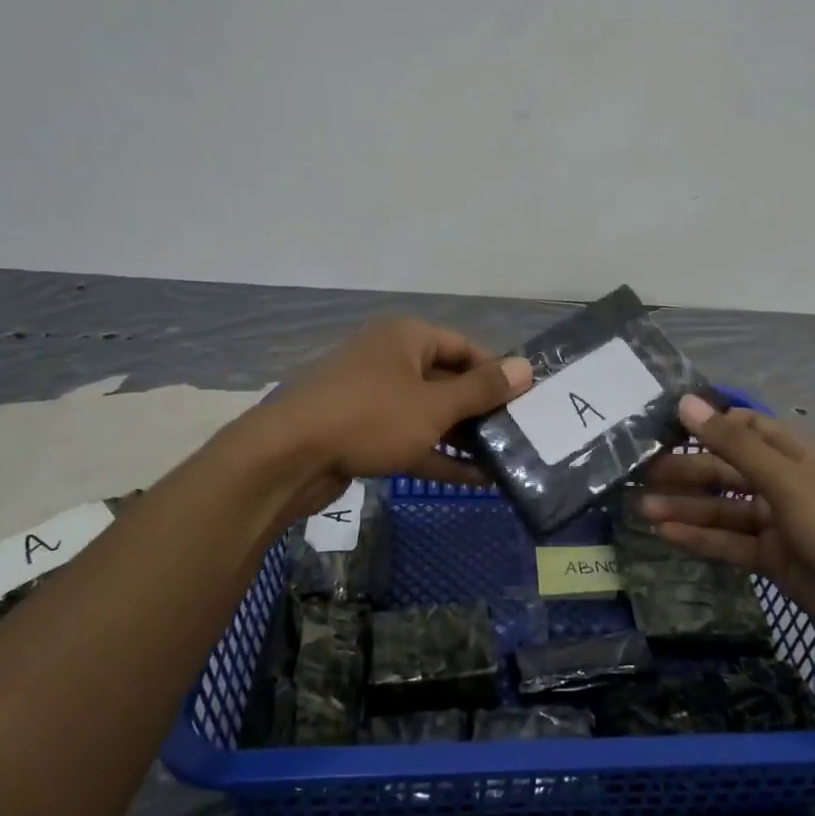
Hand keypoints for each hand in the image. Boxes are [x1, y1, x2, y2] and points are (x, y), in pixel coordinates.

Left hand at [251, 317, 532, 522]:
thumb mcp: (435, 405)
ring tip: (503, 459)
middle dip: (481, 409)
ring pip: (428, 413)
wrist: (288, 456)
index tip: (526, 400)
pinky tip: (473, 478)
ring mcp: (373, 397)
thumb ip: (481, 390)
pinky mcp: (361, 432)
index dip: (497, 372)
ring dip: (462, 436)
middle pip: (447, 380)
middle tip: (518, 433)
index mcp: (406, 337)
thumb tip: (526, 367)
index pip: (465, 347)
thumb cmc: (370, 417)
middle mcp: (390, 359)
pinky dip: (436, 454)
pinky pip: (409, 437)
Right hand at [639, 396, 814, 665]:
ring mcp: (778, 521)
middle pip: (725, 468)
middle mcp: (782, 481)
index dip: (703, 424)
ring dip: (685, 506)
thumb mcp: (787, 480)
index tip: (659, 425)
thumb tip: (685, 401)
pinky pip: (729, 542)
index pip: (740, 426)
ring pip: (722, 507)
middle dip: (684, 469)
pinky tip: (665, 534)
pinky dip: (699, 537)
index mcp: (792, 451)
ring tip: (640, 506)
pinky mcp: (774, 559)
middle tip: (637, 471)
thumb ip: (733, 444)